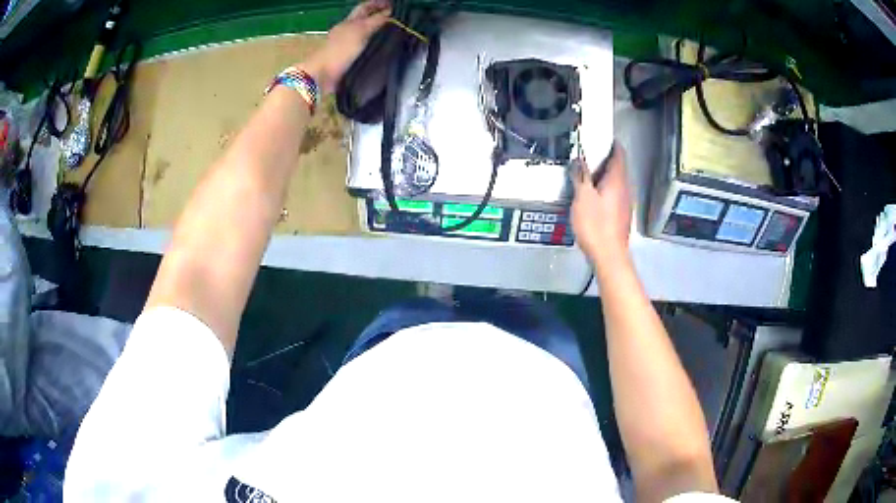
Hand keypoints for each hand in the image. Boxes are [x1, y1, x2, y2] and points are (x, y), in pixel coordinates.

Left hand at [302, 0, 390, 94]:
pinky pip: (361, 49)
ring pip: (363, 34)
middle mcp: (346, 31)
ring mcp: (345, 45)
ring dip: (375, 33)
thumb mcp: (360, 31)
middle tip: (394, 20)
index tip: (392, 5)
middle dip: (377, 17)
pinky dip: (371, 47)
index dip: (377, 4)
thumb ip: (376, 21)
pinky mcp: (345, 59)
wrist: (322, 75)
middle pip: (363, 20)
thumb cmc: (340, 50)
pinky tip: (379, 52)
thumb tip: (389, 13)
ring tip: (392, 35)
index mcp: (349, 22)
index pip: (365, 7)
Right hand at [571, 142, 632, 268]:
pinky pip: (614, 195)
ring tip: (586, 176)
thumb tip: (579, 161)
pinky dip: (605, 190)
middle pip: (618, 168)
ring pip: (616, 183)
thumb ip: (581, 177)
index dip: (611, 144)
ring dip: (603, 177)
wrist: (609, 256)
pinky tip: (592, 197)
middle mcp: (625, 189)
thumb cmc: (595, 224)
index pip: (619, 154)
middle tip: (587, 157)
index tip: (599, 138)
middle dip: (604, 161)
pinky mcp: (622, 216)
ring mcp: (626, 204)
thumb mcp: (582, 197)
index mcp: (617, 180)